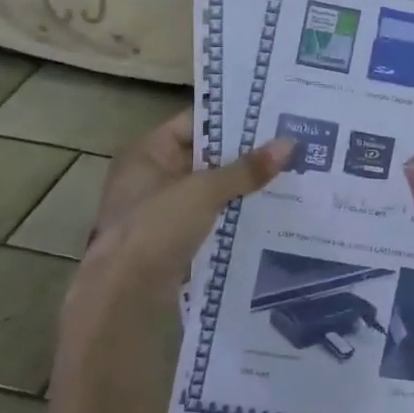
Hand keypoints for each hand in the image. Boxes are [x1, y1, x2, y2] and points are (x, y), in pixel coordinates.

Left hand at [55, 109, 288, 391]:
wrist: (124, 294)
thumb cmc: (157, 227)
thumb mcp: (204, 191)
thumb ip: (246, 169)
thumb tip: (289, 143)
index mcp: (148, 153)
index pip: (195, 123)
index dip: (231, 119)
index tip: (271, 118)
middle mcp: (151, 176)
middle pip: (205, 156)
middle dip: (244, 154)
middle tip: (289, 145)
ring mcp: (161, 210)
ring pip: (211, 188)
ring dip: (242, 186)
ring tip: (288, 174)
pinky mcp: (173, 239)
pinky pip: (211, 216)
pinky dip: (235, 212)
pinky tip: (270, 210)